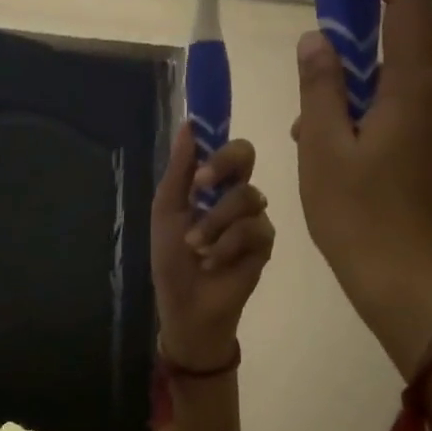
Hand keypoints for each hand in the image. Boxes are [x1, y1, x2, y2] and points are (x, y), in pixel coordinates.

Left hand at [150, 124, 276, 369]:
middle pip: (246, 155)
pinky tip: (213, 263)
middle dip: (222, 167)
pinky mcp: (265, 243)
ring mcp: (254, 217)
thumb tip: (188, 125)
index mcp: (211, 184)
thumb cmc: (172, 260)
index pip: (224, 146)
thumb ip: (179, 171)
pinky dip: (227, 246)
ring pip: (247, 196)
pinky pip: (254, 229)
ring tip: (196, 247)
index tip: (200, 149)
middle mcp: (235, 194)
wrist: (187, 305)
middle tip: (200, 188)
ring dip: (214, 223)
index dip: (217, 141)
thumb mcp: (167, 213)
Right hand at [293, 0, 431, 373]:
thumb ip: (320, 87)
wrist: (402, 282)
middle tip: (309, 72)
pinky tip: (332, 156)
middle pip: (400, 49)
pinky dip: (365, 121)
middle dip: (353, 50)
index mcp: (413, 90)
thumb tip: (317, 41)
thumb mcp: (322, 148)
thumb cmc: (356, 215)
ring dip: (352, 95)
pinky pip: (398, 121)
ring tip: (307, 133)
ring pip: (393, 91)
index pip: (408, 7)